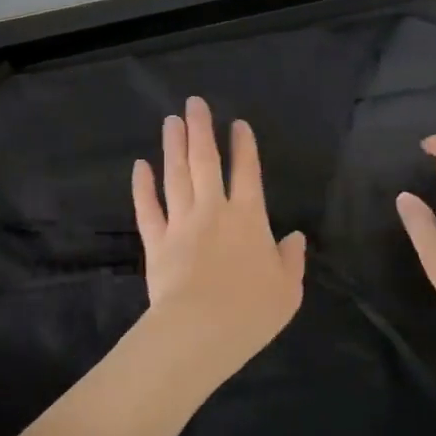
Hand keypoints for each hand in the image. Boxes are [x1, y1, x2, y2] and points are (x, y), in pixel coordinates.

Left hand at [131, 96, 305, 387]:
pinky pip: (148, 208)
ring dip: (174, 147)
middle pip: (206, 162)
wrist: (199, 332)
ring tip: (171, 122)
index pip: (247, 173)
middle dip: (201, 130)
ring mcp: (181, 223)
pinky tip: (140, 166)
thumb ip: (291, 260)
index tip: (237, 124)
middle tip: (194, 103)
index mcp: (249, 219)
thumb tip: (295, 237)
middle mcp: (213, 211)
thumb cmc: (250, 312)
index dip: (243, 146)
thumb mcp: (287, 290)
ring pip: (176, 176)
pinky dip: (143, 186)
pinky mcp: (156, 242)